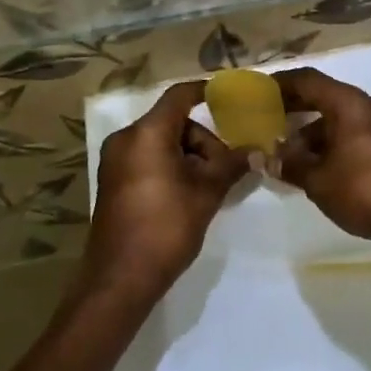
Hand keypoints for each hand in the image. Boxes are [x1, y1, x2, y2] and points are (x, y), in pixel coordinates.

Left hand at [82, 80, 246, 305]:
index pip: (180, 96)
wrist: (120, 279)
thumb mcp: (206, 193)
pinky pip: (147, 158)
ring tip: (208, 187)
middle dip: (203, 140)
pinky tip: (188, 193)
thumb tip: (257, 150)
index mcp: (146, 133)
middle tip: (224, 168)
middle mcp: (126, 139)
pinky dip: (170, 166)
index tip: (231, 98)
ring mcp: (115, 161)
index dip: (206, 92)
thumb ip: (232, 165)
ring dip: (189, 156)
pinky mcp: (113, 181)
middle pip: (173, 122)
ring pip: (161, 142)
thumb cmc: (166, 227)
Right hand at [275, 68, 370, 250]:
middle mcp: (367, 105)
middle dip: (295, 106)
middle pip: (324, 95)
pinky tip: (311, 162)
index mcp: (349, 103)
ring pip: (338, 115)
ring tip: (285, 149)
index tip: (259, 92)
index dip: (281, 83)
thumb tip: (267, 158)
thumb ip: (289, 164)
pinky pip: (351, 130)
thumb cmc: (361, 190)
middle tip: (267, 116)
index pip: (308, 80)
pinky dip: (330, 140)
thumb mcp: (317, 180)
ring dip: (311, 128)